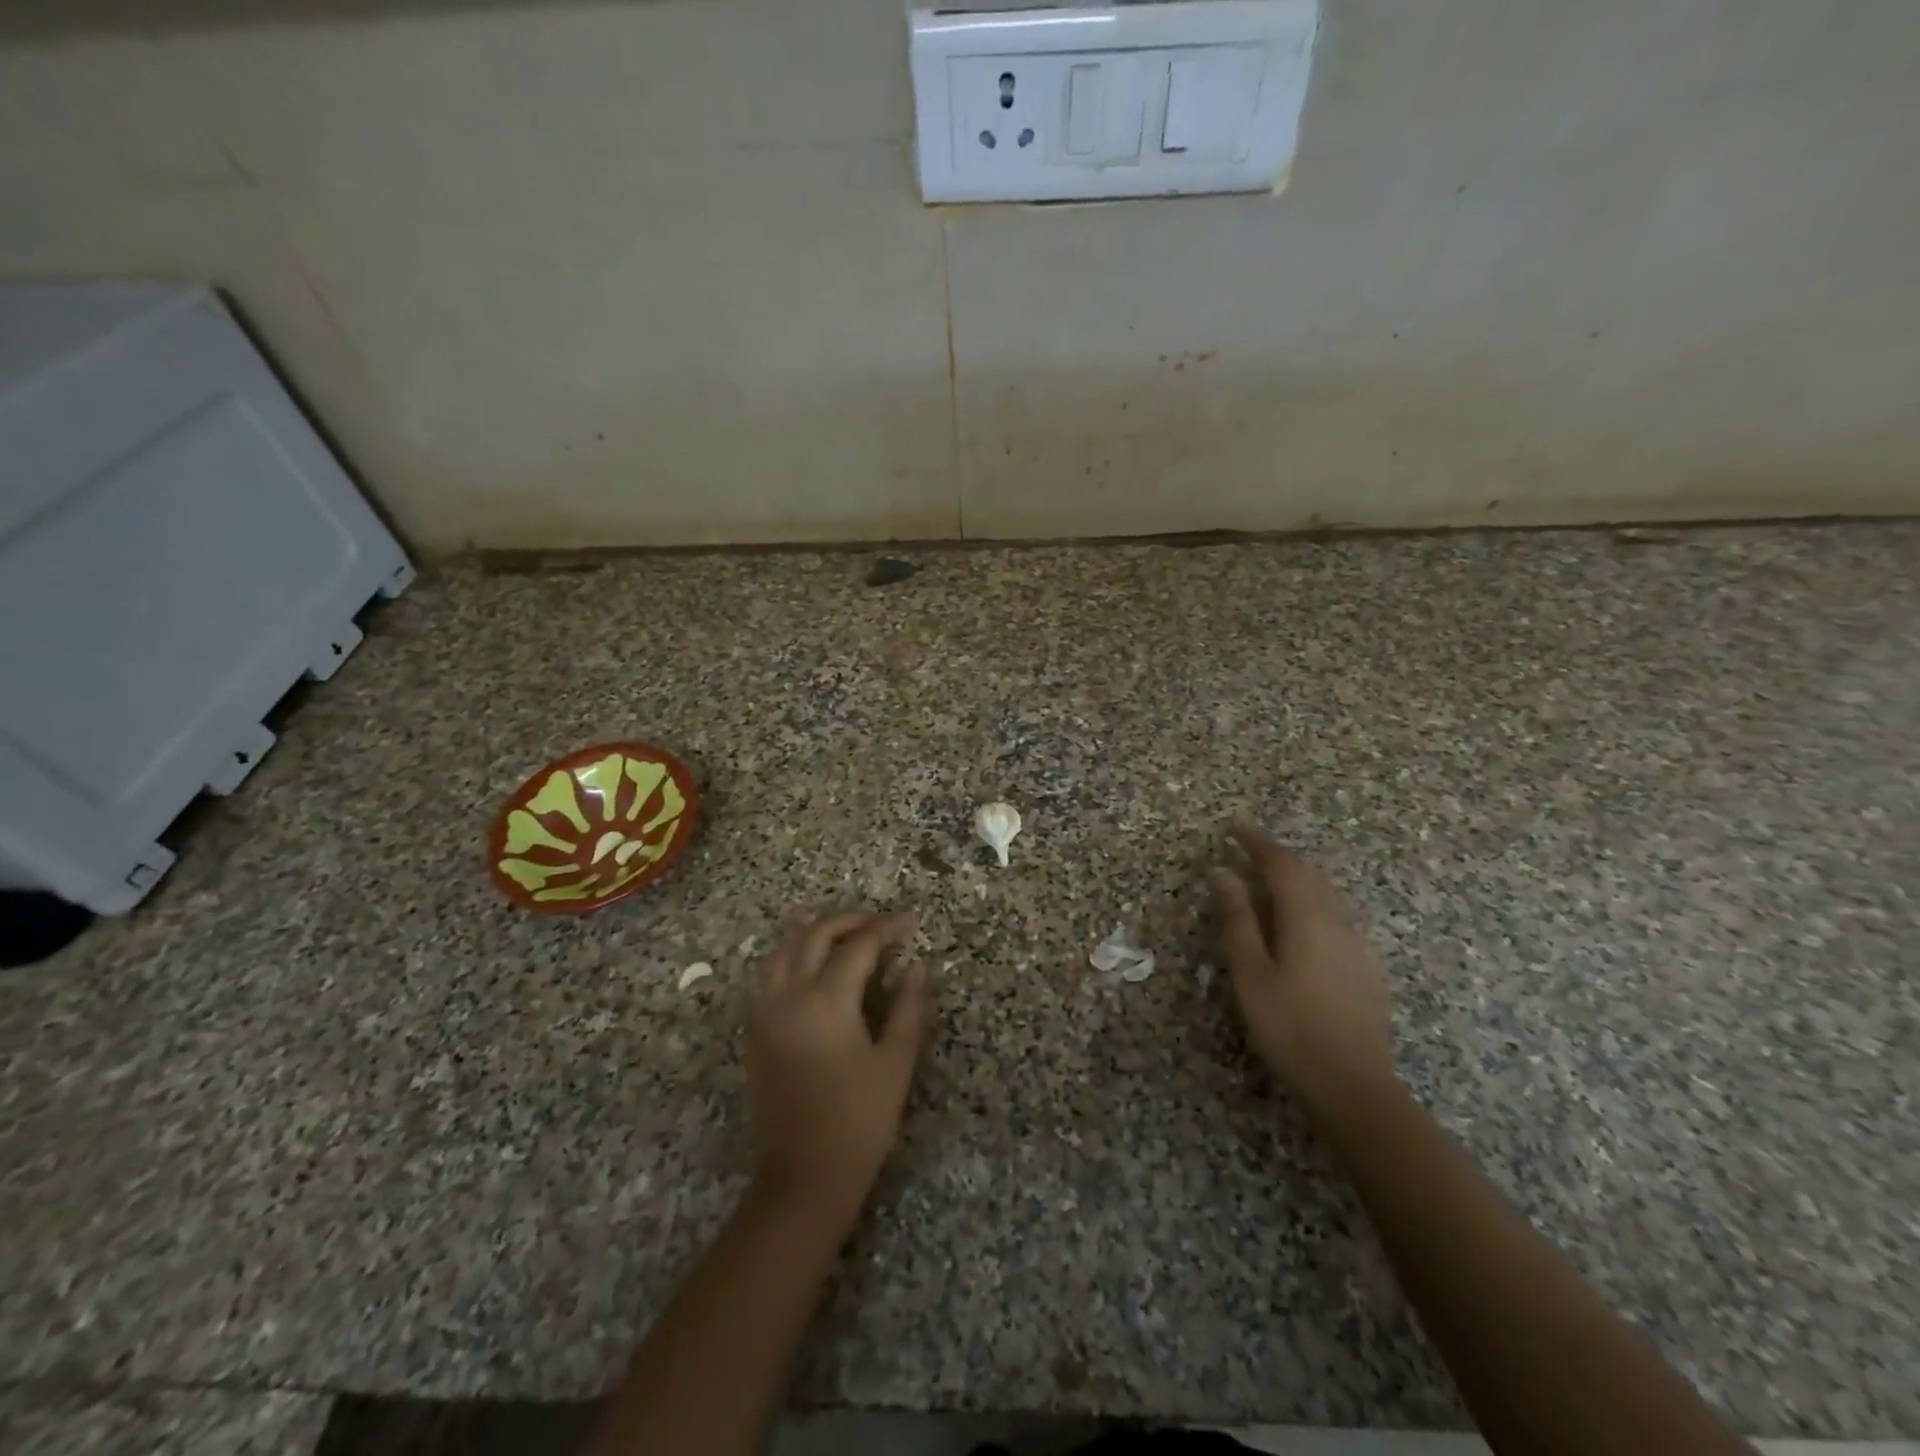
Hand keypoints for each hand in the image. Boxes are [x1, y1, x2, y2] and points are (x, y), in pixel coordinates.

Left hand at [746, 910, 934, 1227]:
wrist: (801, 1179)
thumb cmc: (858, 1123)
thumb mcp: (895, 1064)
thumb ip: (908, 1008)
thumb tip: (916, 967)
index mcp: (825, 1001)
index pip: (859, 945)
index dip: (887, 927)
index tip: (911, 921)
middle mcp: (788, 995)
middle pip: (814, 934)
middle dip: (850, 919)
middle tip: (881, 923)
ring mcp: (765, 1011)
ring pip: (785, 947)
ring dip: (817, 931)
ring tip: (849, 932)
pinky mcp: (756, 1030)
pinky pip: (772, 971)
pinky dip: (795, 953)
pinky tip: (816, 962)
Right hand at [1210, 824, 1395, 1115]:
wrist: (1353, 1085)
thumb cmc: (1289, 1026)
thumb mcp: (1250, 972)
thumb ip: (1237, 918)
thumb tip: (1222, 872)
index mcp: (1306, 917)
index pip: (1280, 863)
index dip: (1255, 842)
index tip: (1232, 827)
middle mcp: (1337, 921)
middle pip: (1307, 874)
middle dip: (1276, 857)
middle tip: (1245, 851)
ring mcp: (1357, 944)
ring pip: (1324, 895)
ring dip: (1294, 879)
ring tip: (1265, 883)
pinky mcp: (1366, 966)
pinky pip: (1334, 917)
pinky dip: (1309, 904)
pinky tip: (1297, 926)